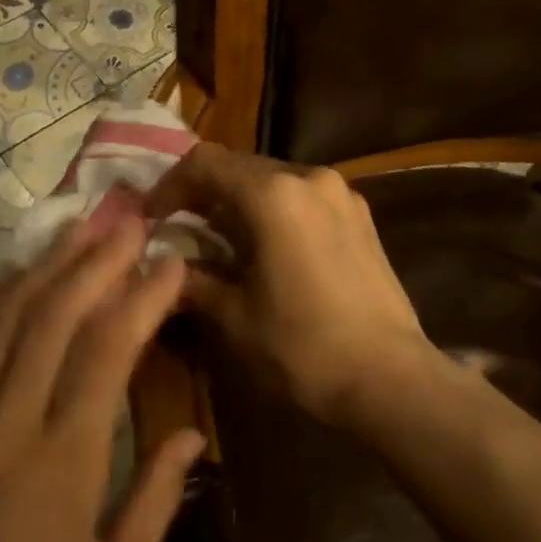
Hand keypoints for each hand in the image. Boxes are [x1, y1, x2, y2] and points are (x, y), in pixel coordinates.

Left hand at [0, 215, 203, 541]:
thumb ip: (158, 498)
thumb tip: (194, 434)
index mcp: (63, 458)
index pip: (108, 349)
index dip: (142, 296)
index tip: (169, 261)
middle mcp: (6, 423)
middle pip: (51, 317)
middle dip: (93, 260)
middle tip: (124, 221)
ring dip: (42, 268)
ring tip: (74, 230)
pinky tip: (9, 281)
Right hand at [145, 144, 439, 422]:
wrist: (389, 378)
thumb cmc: (302, 348)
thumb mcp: (234, 317)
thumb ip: (194, 281)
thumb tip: (165, 268)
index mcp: (274, 195)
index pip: (205, 164)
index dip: (169, 185)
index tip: (151, 218)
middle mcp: (310, 178)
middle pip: (241, 167)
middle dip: (204, 193)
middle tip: (180, 228)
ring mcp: (342, 195)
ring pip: (275, 181)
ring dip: (240, 202)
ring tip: (221, 240)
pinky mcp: (361, 217)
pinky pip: (304, 198)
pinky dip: (275, 212)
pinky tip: (267, 248)